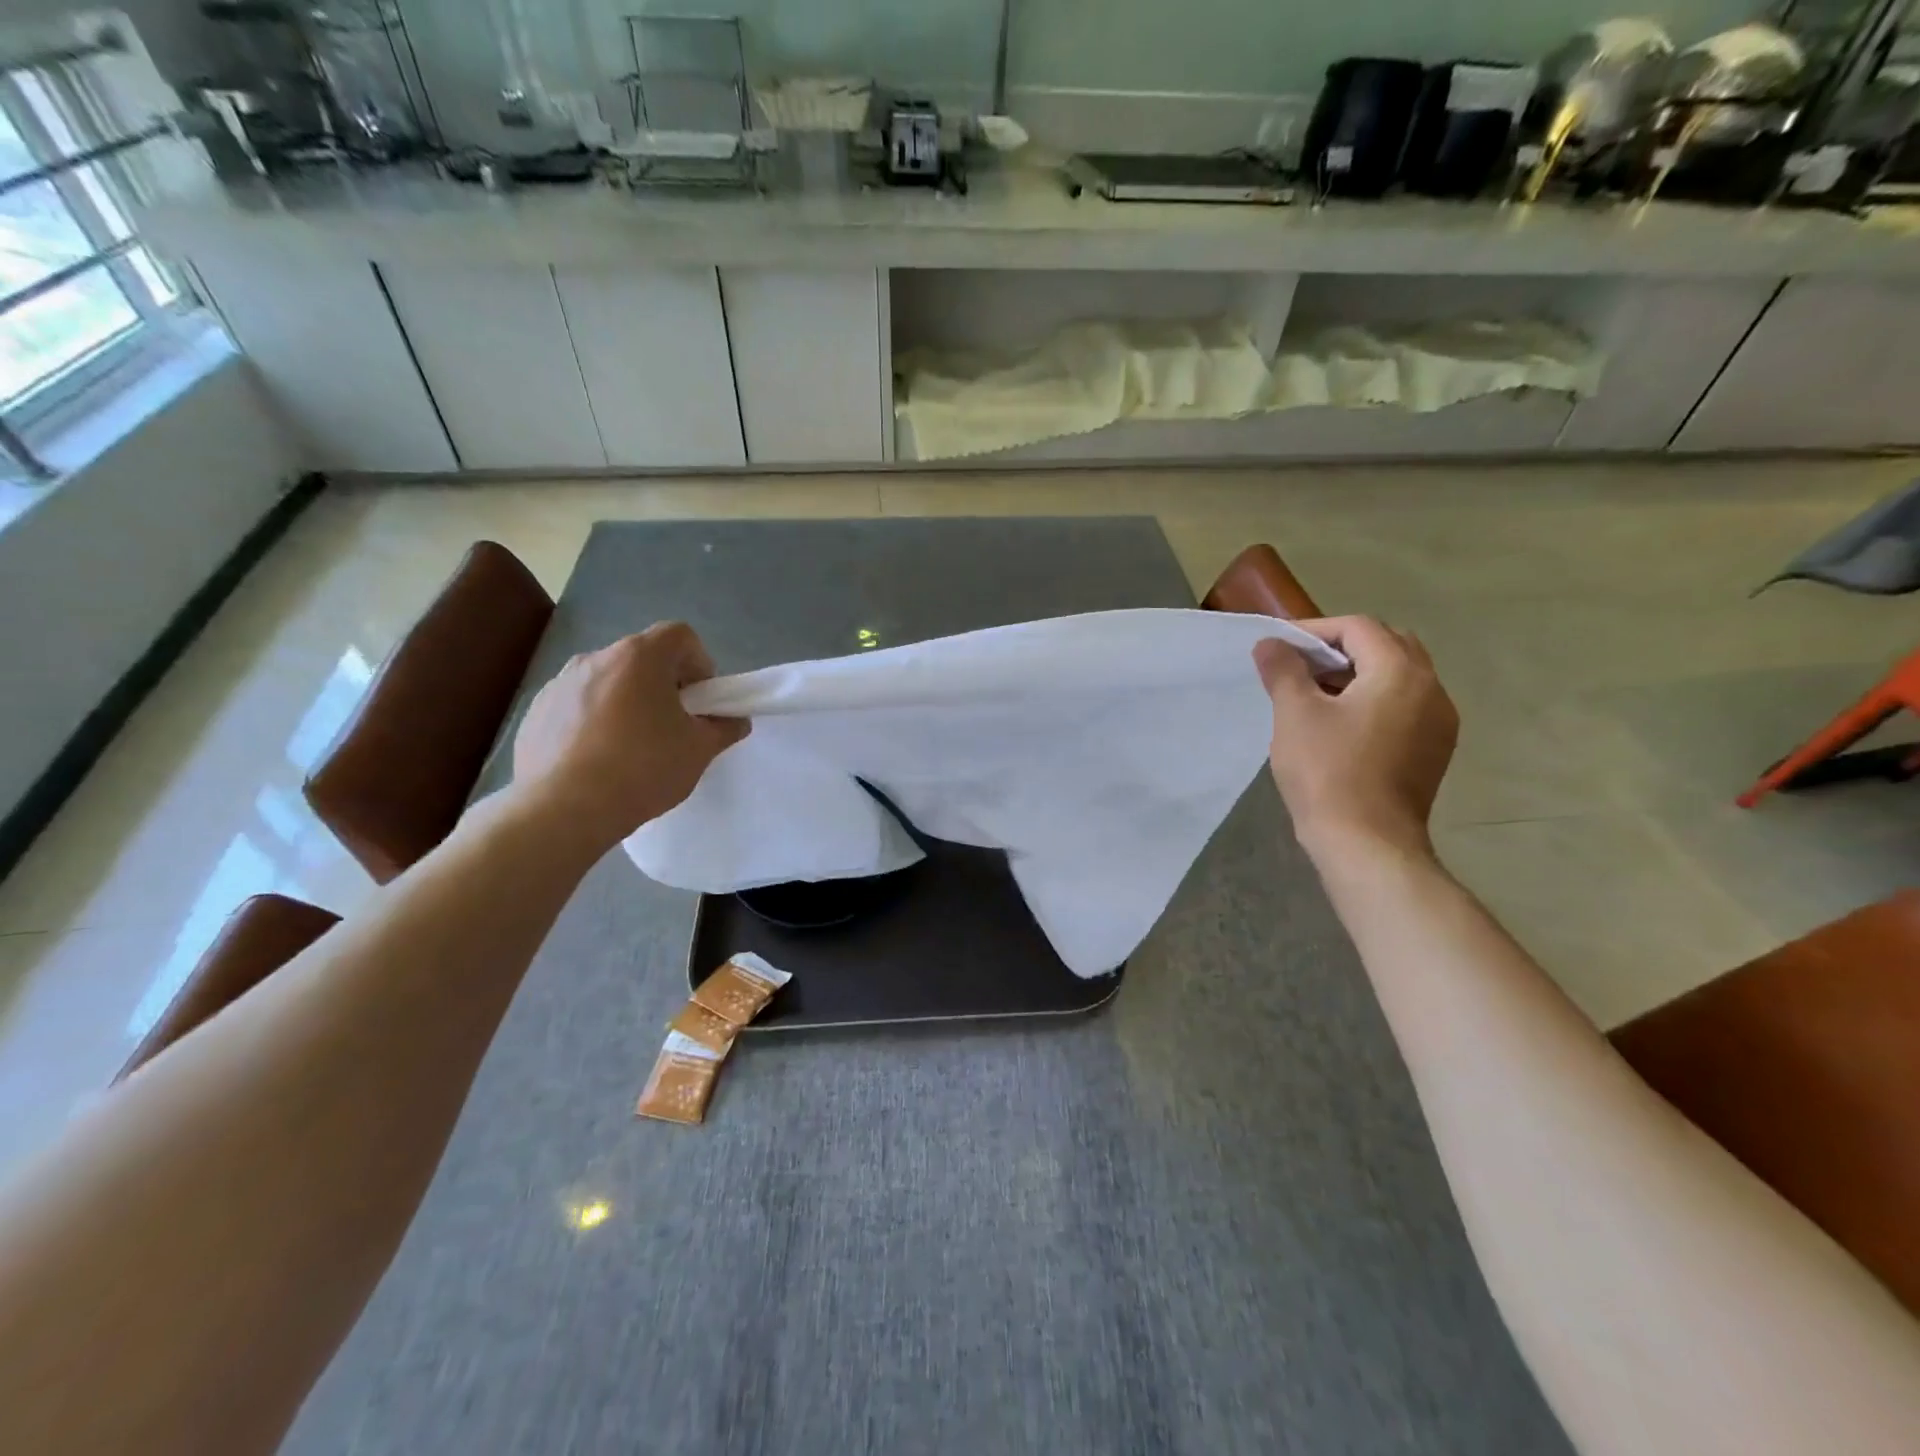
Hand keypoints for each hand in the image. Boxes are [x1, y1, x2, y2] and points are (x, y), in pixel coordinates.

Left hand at [513, 623, 748, 851]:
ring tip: (632, 748)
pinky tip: (598, 761)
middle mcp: (596, 658)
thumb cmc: (641, 769)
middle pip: (643, 658)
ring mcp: (559, 684)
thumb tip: (734, 721)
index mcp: (639, 657)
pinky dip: (594, 722)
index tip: (701, 701)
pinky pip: (577, 706)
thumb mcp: (699, 751)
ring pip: (608, 682)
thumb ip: (723, 728)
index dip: (699, 662)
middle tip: (672, 727)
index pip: (680, 635)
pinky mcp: (536, 712)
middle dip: (664, 685)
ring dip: (627, 703)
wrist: (562, 810)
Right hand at [1252, 616, 1457, 864]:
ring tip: (1315, 694)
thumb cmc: (1327, 771)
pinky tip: (1341, 725)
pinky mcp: (1434, 751)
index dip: (1315, 630)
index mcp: (1400, 672)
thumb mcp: (1295, 713)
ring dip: (1359, 674)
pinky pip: (1405, 707)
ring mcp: (1439, 722)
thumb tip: (1270, 644)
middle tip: (1302, 665)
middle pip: (1388, 646)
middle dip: (1343, 648)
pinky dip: (1374, 700)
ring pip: (1399, 677)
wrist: (1366, 842)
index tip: (1280, 647)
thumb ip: (1283, 670)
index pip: (1359, 628)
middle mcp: (1431, 689)